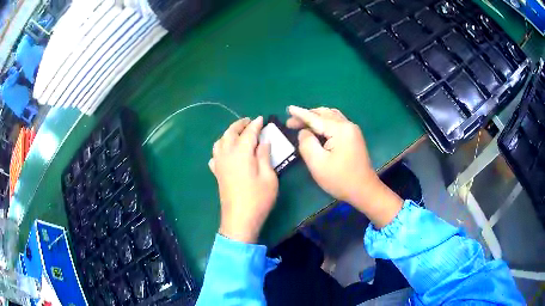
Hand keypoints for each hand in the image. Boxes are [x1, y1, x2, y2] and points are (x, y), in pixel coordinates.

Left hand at [209, 116, 278, 242]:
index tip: (261, 119)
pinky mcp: (217, 173)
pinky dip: (220, 148)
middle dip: (239, 125)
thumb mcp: (268, 177)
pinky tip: (226, 152)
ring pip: (219, 142)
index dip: (255, 124)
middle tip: (249, 122)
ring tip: (237, 134)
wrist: (239, 219)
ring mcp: (219, 164)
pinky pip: (215, 155)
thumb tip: (263, 142)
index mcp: (241, 153)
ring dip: (228, 134)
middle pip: (230, 133)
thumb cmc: (258, 199)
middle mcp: (227, 154)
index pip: (248, 133)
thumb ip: (265, 156)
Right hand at [287, 106, 402, 227]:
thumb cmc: (340, 179)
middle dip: (307, 116)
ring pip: (331, 116)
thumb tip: (304, 132)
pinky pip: (336, 122)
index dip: (300, 114)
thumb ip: (307, 143)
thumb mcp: (317, 163)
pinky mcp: (354, 137)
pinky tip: (318, 127)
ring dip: (316, 117)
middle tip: (291, 122)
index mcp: (340, 130)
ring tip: (302, 122)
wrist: (364, 190)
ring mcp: (352, 130)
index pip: (315, 118)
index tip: (288, 108)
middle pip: (324, 114)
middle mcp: (348, 125)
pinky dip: (324, 121)